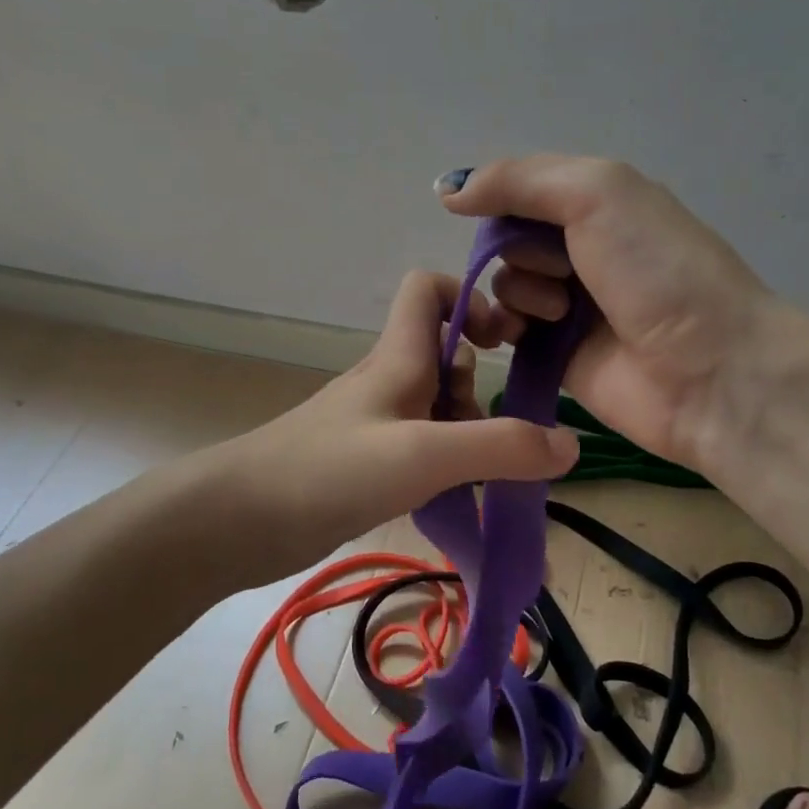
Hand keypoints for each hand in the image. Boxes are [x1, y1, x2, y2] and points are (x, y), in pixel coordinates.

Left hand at [229, 270, 579, 560]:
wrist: (239, 520)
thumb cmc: (330, 470)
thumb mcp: (425, 454)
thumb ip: (501, 447)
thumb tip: (570, 442)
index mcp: (398, 356)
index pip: (428, 288)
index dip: (469, 298)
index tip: (504, 340)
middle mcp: (388, 380)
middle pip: (446, 355)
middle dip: (479, 387)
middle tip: (487, 434)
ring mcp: (374, 422)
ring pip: (437, 406)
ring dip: (466, 433)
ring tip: (469, 478)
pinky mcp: (365, 460)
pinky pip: (421, 446)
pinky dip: (444, 463)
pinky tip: (448, 498)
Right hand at [438, 156, 773, 472]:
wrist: (710, 370)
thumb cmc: (658, 270)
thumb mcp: (597, 193)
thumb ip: (519, 180)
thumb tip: (447, 190)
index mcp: (601, 203)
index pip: (523, 189)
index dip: (503, 199)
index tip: (498, 215)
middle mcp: (584, 249)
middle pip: (510, 238)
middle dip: (520, 250)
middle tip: (562, 270)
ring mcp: (571, 304)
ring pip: (506, 283)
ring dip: (520, 290)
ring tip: (562, 311)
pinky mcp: (558, 354)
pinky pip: (509, 331)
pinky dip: (506, 327)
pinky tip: (522, 334)